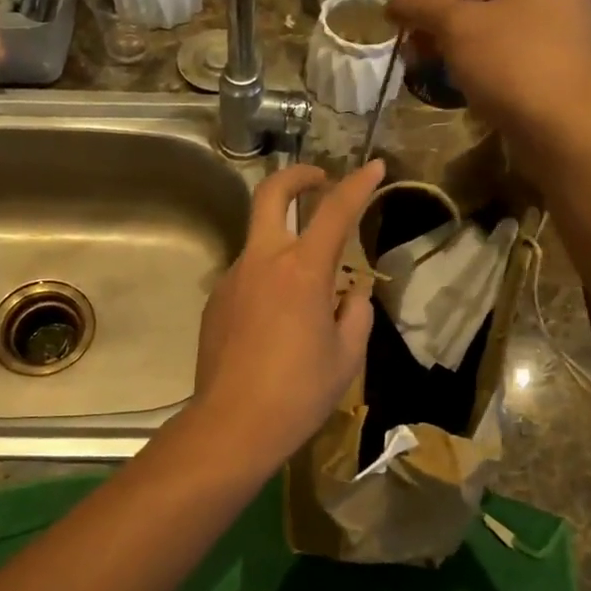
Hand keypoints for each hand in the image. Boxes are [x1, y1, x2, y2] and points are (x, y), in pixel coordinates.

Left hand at [189, 159, 385, 470]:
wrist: (233, 424)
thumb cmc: (299, 392)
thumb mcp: (346, 356)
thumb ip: (354, 313)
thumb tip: (350, 294)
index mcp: (302, 271)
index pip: (335, 211)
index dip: (358, 184)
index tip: (375, 167)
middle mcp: (262, 262)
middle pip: (270, 194)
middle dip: (296, 176)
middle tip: (318, 179)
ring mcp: (232, 279)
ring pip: (259, 242)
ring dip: (284, 243)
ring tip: (307, 291)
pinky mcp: (215, 302)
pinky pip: (247, 277)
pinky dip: (267, 281)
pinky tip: (276, 322)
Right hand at [388, 0, 590, 160]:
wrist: (565, 128)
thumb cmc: (511, 65)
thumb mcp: (459, 27)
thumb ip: (425, 4)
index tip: (392, 22)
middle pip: (481, 3)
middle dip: (440, 26)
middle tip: (408, 52)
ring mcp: (563, 35)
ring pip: (495, 35)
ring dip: (459, 51)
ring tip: (430, 72)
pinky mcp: (561, 73)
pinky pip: (511, 62)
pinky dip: (484, 70)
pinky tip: (465, 90)